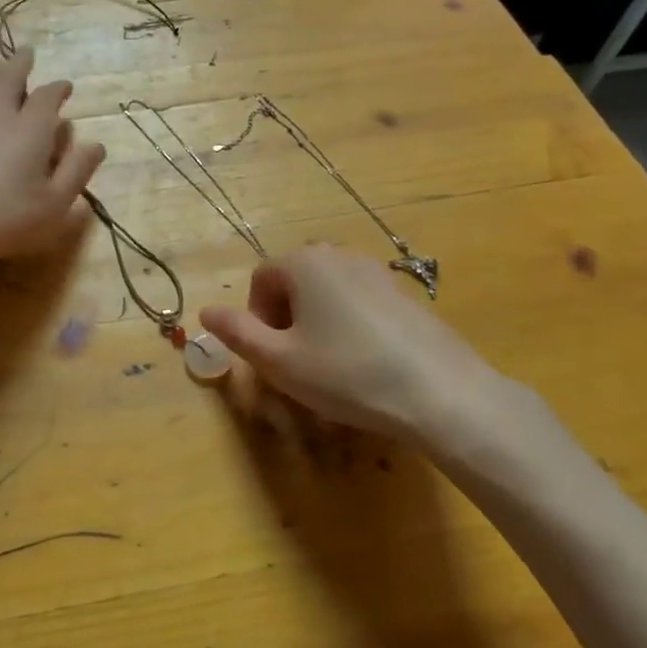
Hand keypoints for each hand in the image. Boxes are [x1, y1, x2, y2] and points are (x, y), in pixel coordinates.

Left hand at [0, 50, 105, 269]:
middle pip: (9, 79)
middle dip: (21, 64)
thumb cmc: (4, 215)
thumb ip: (77, 171)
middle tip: (27, 53)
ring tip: (0, 69)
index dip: (58, 89)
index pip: (48, 97)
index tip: (66, 87)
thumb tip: (96, 145)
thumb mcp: (55, 203)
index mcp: (32, 128)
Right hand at [199, 244, 575, 480]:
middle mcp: (338, 255)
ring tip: (329, 368)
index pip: (261, 279)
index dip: (255, 318)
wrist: (440, 392)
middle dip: (285, 321)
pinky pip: (360, 305)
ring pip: (327, 295)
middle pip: (294, 283)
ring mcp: (376, 272)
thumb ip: (238, 333)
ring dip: (316, 325)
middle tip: (295, 365)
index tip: (269, 357)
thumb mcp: (279, 361)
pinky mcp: (405, 294)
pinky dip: (349, 328)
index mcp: (304, 262)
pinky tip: (364, 365)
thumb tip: (206, 311)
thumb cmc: (346, 373)